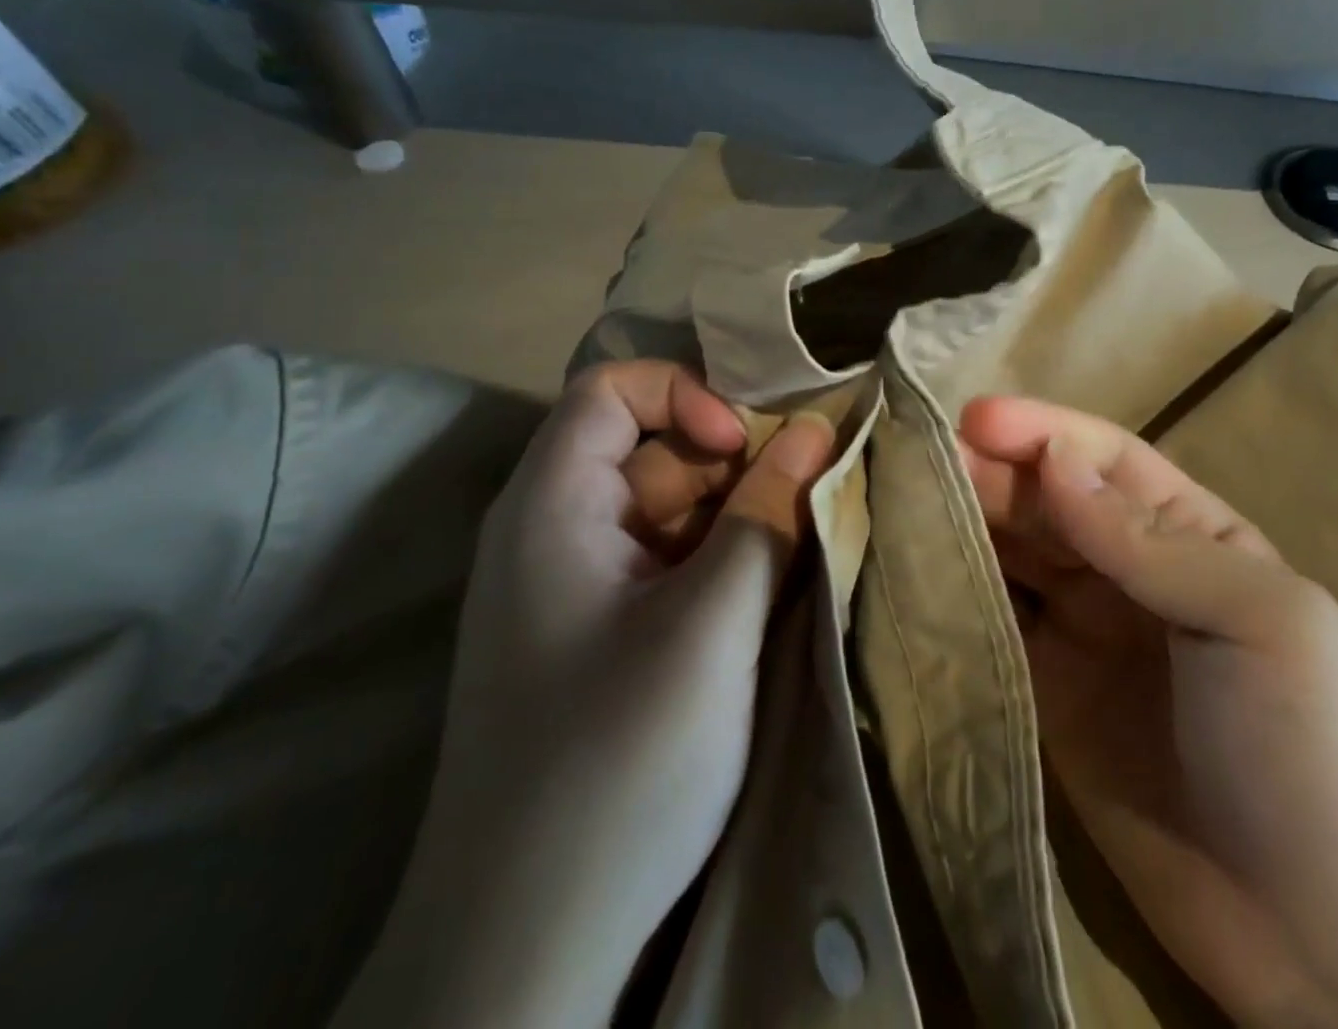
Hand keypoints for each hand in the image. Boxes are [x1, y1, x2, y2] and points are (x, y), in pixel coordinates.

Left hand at [336, 362, 834, 1028]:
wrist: (523, 948)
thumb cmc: (617, 764)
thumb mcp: (712, 626)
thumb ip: (767, 516)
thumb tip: (815, 429)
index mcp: (551, 505)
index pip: (612, 389)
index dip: (686, 396)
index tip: (745, 449)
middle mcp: (550, 529)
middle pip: (648, 449)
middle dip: (728, 467)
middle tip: (797, 513)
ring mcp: (571, 584)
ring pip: (663, 509)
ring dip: (731, 521)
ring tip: (789, 559)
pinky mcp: (593, 632)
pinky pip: (661, 563)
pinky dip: (713, 565)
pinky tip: (755, 603)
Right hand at [960, 397, 1337, 1028]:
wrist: (1318, 945)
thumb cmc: (1309, 754)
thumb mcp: (1258, 622)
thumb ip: (1149, 540)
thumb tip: (1054, 459)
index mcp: (1192, 536)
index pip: (1104, 460)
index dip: (1041, 431)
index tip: (974, 419)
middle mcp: (1128, 571)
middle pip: (1044, 499)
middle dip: (986, 471)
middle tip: (916, 458)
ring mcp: (1082, 632)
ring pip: (1011, 553)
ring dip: (962, 522)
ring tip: (900, 500)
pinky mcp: (1044, 690)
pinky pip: (992, 622)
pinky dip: (954, 591)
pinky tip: (913, 570)